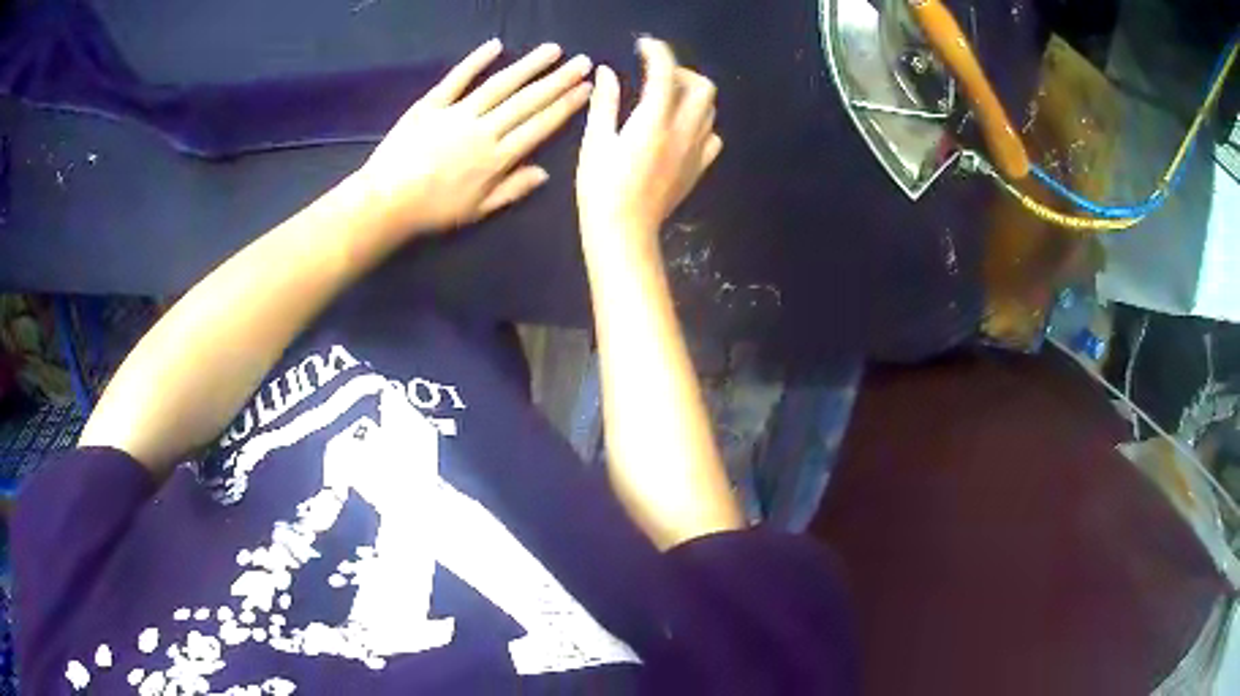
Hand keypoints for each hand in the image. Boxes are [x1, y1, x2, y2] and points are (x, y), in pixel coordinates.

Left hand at [358, 40, 592, 234]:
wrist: (386, 202)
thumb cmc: (432, 211)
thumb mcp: (477, 211)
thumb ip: (512, 189)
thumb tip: (545, 173)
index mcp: (497, 158)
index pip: (540, 126)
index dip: (565, 106)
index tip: (587, 89)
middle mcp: (484, 130)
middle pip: (527, 101)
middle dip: (559, 79)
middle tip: (584, 61)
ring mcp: (457, 114)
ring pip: (500, 85)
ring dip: (529, 65)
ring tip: (553, 49)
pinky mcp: (431, 105)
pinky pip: (457, 79)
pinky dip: (475, 61)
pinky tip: (496, 45)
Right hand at [576, 38, 722, 255]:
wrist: (625, 231)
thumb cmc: (601, 187)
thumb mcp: (596, 141)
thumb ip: (605, 102)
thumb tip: (607, 72)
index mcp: (654, 121)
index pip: (665, 73)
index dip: (657, 52)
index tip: (644, 45)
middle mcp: (683, 131)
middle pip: (703, 88)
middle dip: (683, 73)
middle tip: (658, 76)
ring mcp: (696, 151)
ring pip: (711, 110)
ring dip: (693, 95)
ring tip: (668, 98)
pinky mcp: (699, 168)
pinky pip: (713, 136)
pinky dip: (701, 123)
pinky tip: (681, 129)